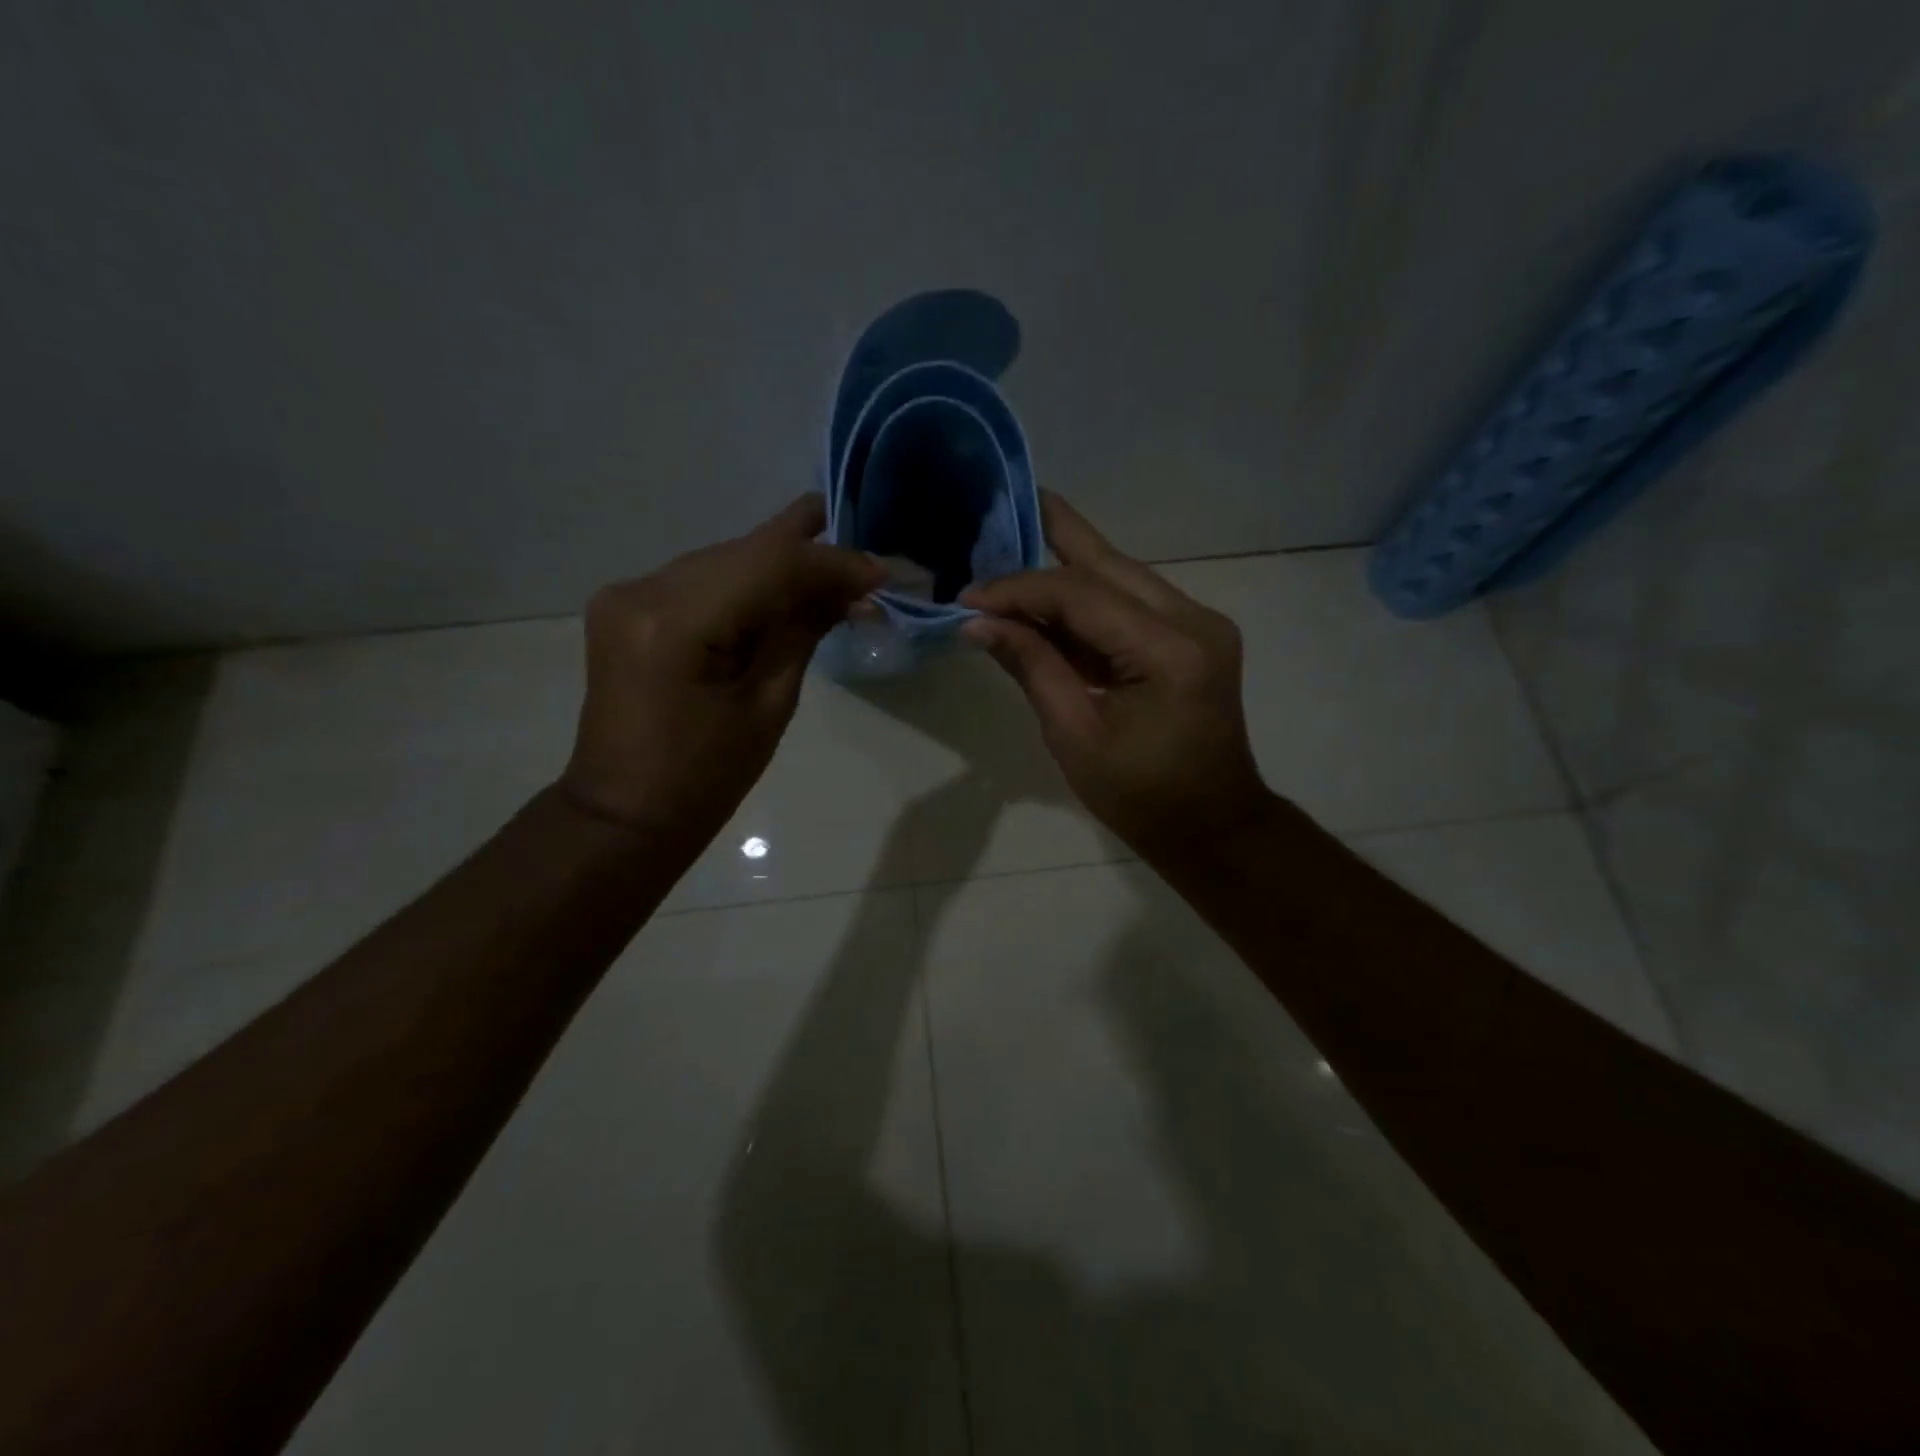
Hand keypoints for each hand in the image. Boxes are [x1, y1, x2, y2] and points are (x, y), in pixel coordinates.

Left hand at [558, 495, 884, 844]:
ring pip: (724, 560)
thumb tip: (852, 589)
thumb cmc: (705, 778)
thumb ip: (804, 632)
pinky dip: (748, 585)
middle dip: (810, 558)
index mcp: (674, 624)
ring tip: (837, 580)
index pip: (767, 564)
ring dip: (781, 567)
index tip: (881, 573)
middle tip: (867, 571)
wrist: (625, 812)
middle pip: (744, 551)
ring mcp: (627, 594)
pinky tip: (787, 594)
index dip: (830, 562)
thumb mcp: (768, 705)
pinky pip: (702, 580)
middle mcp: (642, 590)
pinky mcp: (628, 606)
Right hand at [960, 493, 1275, 861]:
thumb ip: (1032, 668)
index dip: (1020, 590)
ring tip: (1019, 540)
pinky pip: (1134, 603)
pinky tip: (1051, 595)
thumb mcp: (1075, 736)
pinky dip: (1090, 600)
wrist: (1214, 826)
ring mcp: (1202, 625)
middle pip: (1111, 566)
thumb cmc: (1141, 797)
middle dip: (1056, 536)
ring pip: (1124, 577)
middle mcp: (1195, 621)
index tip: (968, 598)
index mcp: (1169, 652)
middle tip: (1010, 504)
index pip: (1081, 596)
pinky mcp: (1196, 636)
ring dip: (1070, 566)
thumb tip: (978, 623)